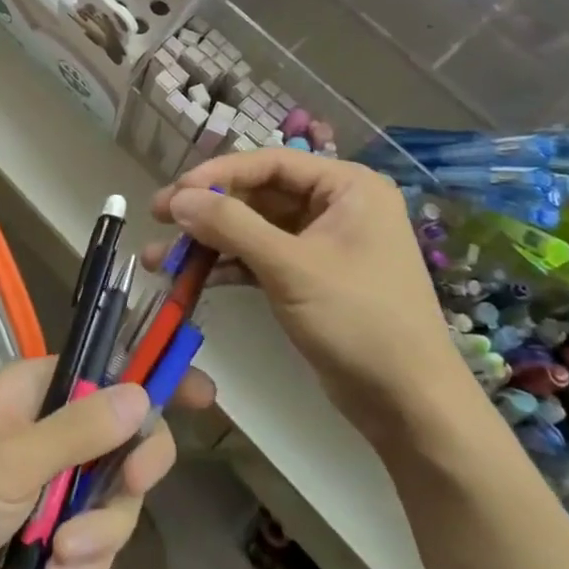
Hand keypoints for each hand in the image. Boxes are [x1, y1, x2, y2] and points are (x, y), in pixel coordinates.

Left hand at [0, 356, 213, 568]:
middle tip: (127, 488)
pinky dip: (83, 565)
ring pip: (115, 501)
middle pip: (128, 442)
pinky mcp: (52, 530)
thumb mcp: (10, 457)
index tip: (204, 396)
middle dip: (128, 476)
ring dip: (98, 535)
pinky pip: (96, 543)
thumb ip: (78, 429)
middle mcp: (58, 428)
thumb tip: (141, 394)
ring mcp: (57, 481)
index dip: (157, 377)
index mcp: (44, 390)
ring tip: (60, 557)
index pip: (113, 369)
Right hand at [145, 150, 470, 438]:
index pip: (271, 162)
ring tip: (163, 258)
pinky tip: (192, 278)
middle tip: (159, 219)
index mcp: (347, 186)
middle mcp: (336, 206)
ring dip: (210, 242)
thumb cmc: (359, 320)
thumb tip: (178, 198)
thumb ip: (231, 226)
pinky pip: (262, 258)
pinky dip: (229, 266)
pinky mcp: (311, 277)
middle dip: (208, 211)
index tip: (175, 192)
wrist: (410, 405)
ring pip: (255, 229)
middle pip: (259, 194)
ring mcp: (323, 243)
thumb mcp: (291, 267)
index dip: (218, 174)